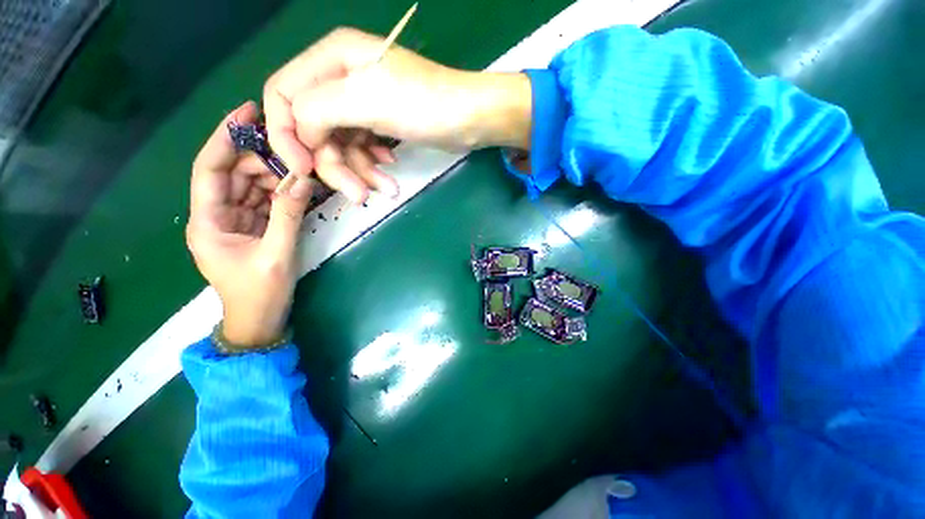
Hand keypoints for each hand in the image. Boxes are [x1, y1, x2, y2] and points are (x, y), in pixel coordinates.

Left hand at [187, 102, 314, 346]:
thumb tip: (302, 178)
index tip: (248, 111)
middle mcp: (216, 216)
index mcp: (208, 221)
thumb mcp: (277, 253)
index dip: (226, 137)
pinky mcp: (251, 229)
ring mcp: (235, 222)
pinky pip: (264, 202)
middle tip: (296, 155)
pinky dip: (281, 195)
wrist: (260, 321)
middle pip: (234, 174)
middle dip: (262, 161)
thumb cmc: (261, 293)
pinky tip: (299, 190)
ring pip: (251, 187)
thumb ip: (288, 215)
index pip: (210, 168)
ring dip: (276, 179)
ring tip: (303, 173)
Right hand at [264, 27, 532, 203]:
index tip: (304, 170)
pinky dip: (373, 166)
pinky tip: (390, 172)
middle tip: (358, 195)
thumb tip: (300, 135)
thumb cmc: (424, 105)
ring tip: (386, 189)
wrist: (469, 119)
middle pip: (314, 129)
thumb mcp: (365, 100)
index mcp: (331, 59)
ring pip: (341, 145)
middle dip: (335, 166)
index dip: (286, 136)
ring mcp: (361, 104)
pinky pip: (362, 149)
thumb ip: (317, 110)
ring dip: (360, 172)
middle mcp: (340, 78)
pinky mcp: (379, 123)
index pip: (282, 96)